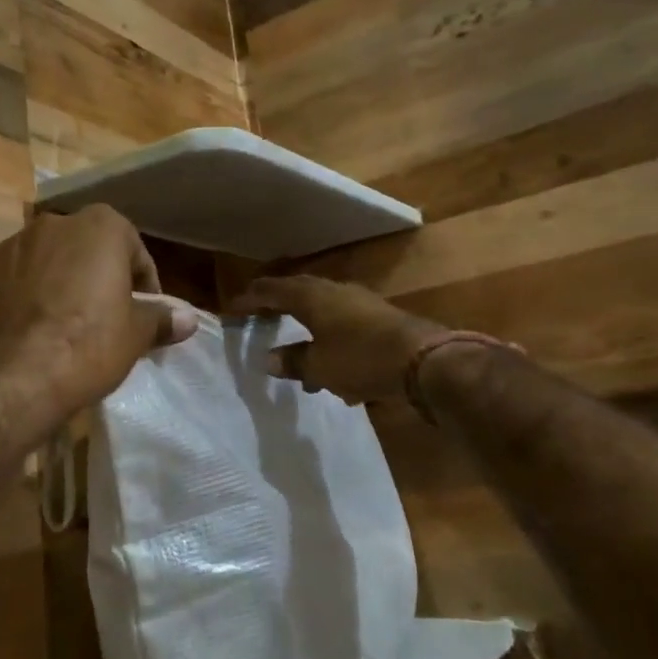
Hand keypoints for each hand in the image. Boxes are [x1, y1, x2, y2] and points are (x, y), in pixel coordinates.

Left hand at [0, 206, 198, 437]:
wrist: (17, 378)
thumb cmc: (90, 345)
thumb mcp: (137, 334)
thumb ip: (162, 318)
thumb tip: (188, 318)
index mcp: (99, 226)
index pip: (132, 249)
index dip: (142, 282)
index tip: (142, 312)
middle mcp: (51, 225)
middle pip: (83, 249)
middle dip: (94, 276)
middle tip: (102, 317)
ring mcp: (7, 247)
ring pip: (41, 262)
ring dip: (53, 283)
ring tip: (59, 326)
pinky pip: (6, 282)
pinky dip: (16, 299)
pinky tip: (24, 331)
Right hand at [226, 275, 447, 405]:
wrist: (424, 360)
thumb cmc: (361, 358)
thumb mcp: (319, 366)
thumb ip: (292, 361)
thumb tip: (268, 359)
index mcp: (312, 297)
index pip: (272, 290)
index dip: (250, 299)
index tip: (232, 309)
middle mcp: (334, 292)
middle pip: (297, 293)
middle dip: (277, 307)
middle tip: (259, 319)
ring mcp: (360, 302)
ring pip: (322, 310)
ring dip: (305, 327)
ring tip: (295, 355)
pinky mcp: (379, 318)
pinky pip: (342, 324)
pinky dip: (328, 339)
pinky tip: (332, 368)